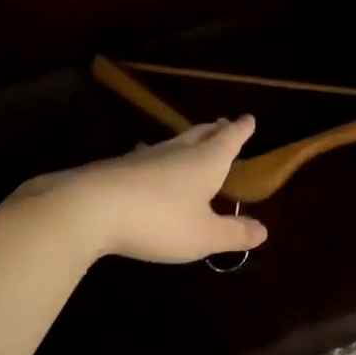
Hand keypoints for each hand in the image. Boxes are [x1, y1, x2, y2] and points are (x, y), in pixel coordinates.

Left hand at [12, 117, 268, 262]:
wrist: (92, 208)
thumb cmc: (160, 220)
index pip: (229, 140)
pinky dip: (156, 156)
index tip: (249, 119)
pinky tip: (146, 159)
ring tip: (192, 139)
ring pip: (173, 142)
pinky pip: (147, 155)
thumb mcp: (203, 235)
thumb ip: (234, 233)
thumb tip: (264, 231)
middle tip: (224, 124)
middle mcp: (178, 152)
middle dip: (216, 130)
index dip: (241, 130)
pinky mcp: (119, 167)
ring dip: (188, 140)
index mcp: (205, 162)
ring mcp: (146, 157)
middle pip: (201, 135)